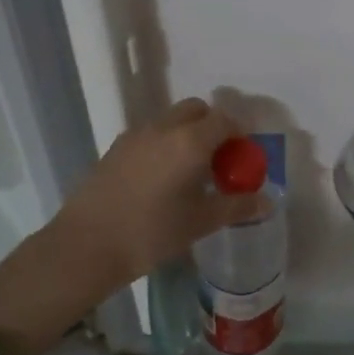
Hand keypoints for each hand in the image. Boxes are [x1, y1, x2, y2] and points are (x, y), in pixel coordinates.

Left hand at [0, 98, 267, 354]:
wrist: (86, 245)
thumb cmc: (151, 232)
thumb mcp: (200, 222)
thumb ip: (236, 206)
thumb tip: (267, 201)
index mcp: (190, 141)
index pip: (225, 120)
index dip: (239, 134)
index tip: (242, 159)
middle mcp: (164, 128)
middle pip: (196, 110)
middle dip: (212, 126)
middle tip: (219, 160)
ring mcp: (136, 135)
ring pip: (171, 120)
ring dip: (187, 134)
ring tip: (190, 172)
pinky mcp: (116, 148)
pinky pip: (150, 134)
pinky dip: (164, 143)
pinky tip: (161, 179)